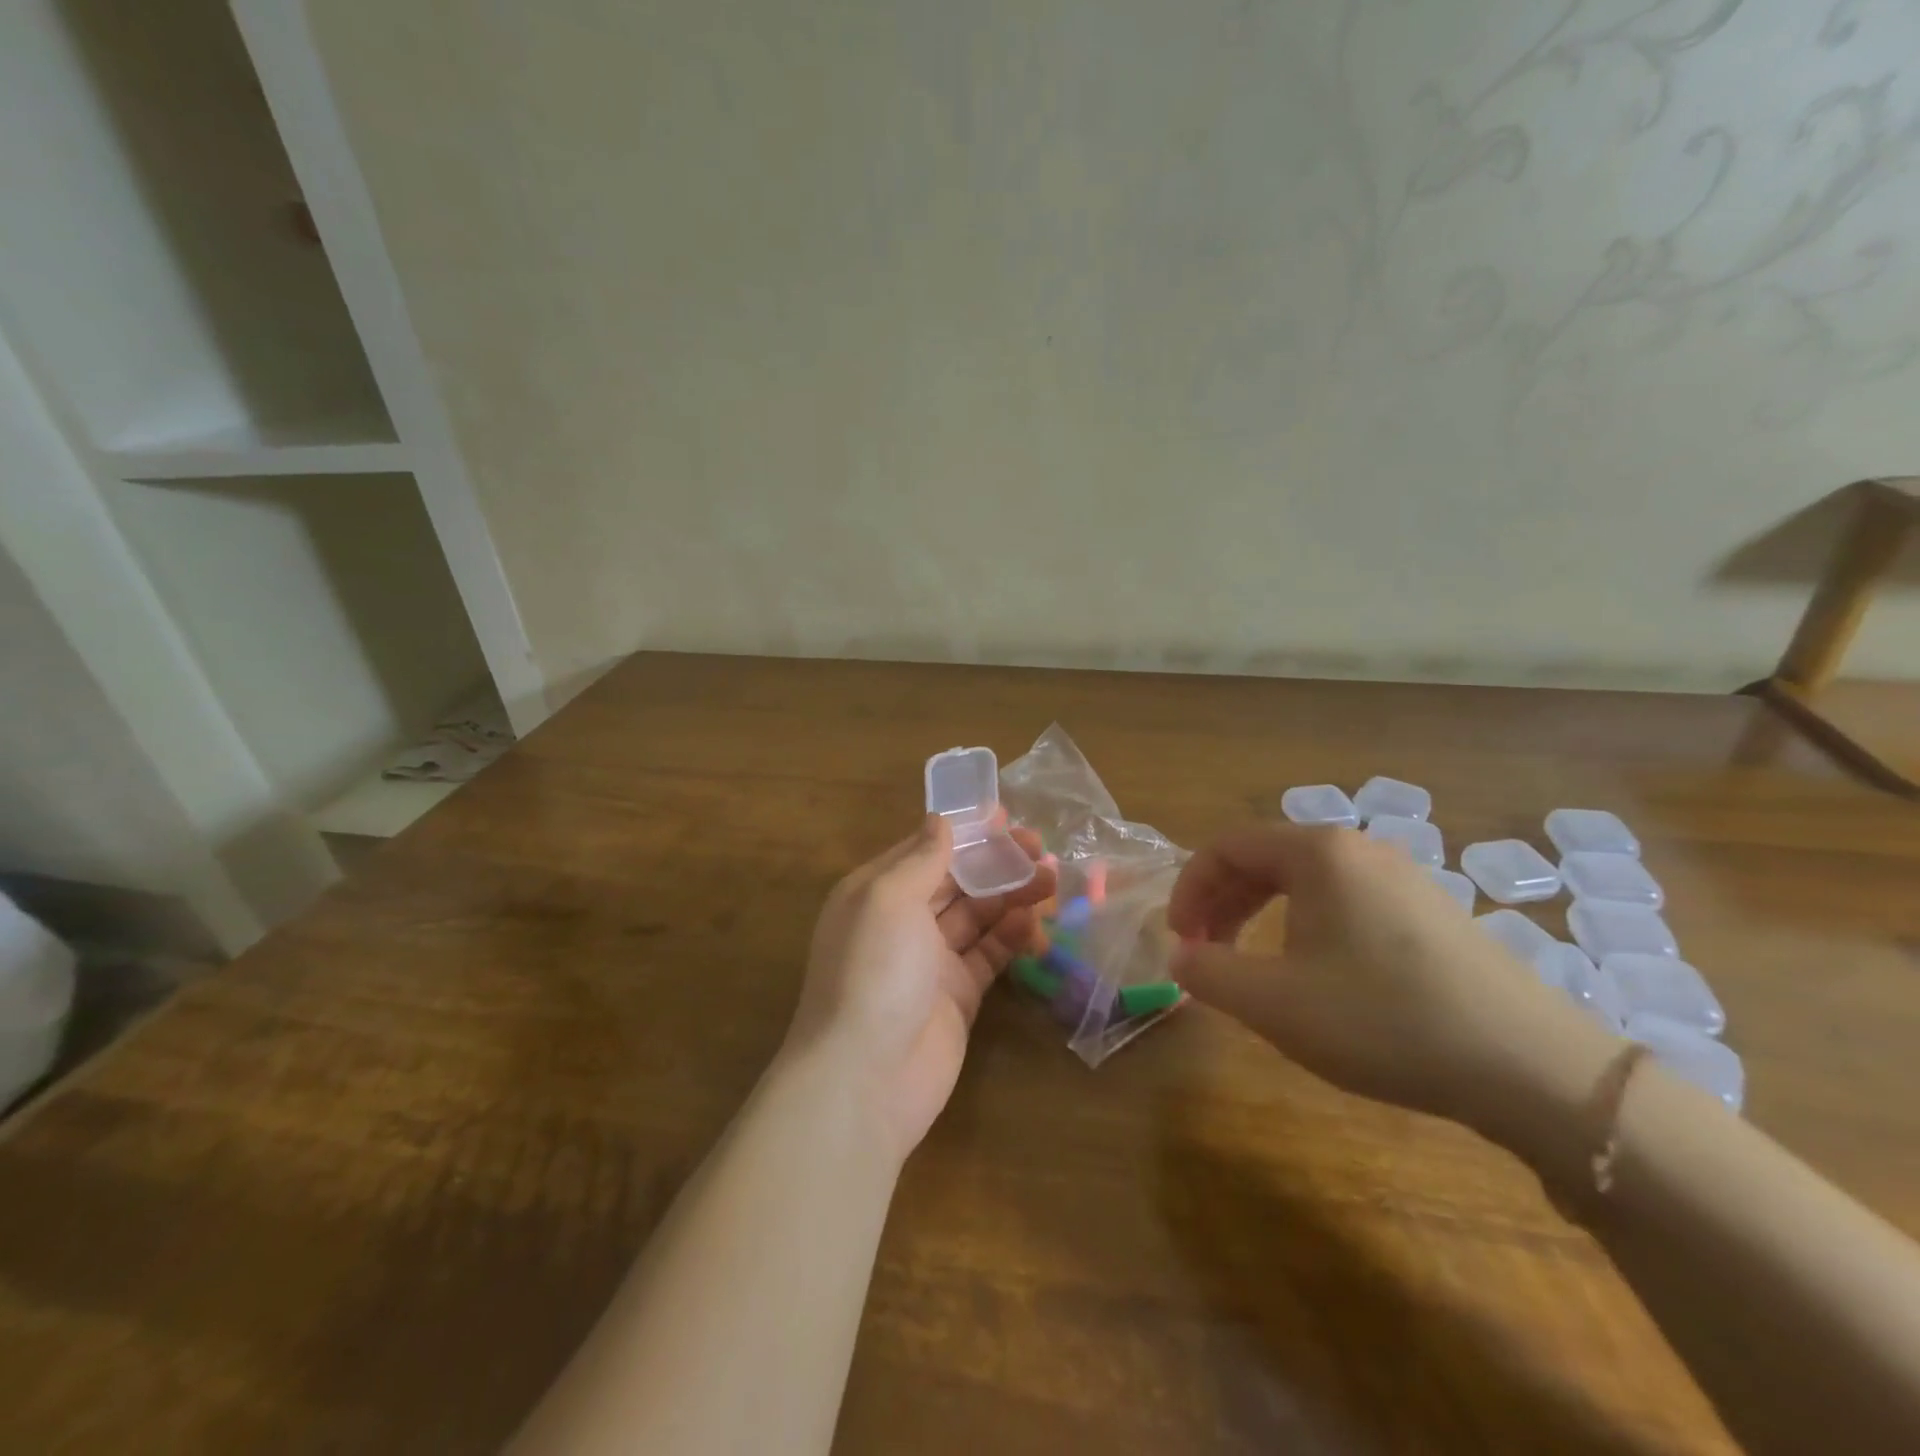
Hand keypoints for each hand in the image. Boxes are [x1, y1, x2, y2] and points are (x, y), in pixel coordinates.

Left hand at [788, 814, 1054, 1159]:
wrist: (866, 1079)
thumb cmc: (873, 972)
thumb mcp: (890, 899)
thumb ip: (921, 858)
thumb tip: (940, 820)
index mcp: (877, 892)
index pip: (926, 849)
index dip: (965, 831)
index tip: (1006, 817)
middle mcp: (902, 921)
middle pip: (957, 880)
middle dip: (997, 862)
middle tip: (1042, 850)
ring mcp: (930, 961)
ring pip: (978, 916)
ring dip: (1013, 896)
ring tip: (1053, 882)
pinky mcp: (957, 995)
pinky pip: (989, 955)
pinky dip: (1012, 937)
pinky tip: (1037, 925)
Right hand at [1167, 824, 1610, 1129]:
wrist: (1530, 1067)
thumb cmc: (1383, 1020)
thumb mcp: (1274, 1003)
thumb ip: (1209, 973)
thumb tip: (1180, 956)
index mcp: (1317, 852)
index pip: (1226, 846)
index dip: (1189, 889)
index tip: (1179, 940)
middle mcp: (1358, 849)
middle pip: (1264, 858)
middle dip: (1222, 902)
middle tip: (1205, 953)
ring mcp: (1402, 878)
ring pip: (1305, 882)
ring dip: (1261, 915)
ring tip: (1252, 965)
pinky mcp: (1431, 912)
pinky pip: (1344, 902)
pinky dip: (1306, 926)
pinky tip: (1316, 974)